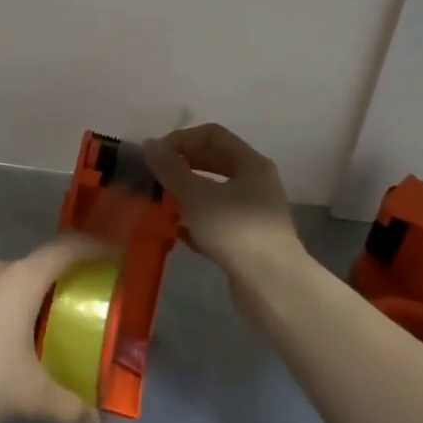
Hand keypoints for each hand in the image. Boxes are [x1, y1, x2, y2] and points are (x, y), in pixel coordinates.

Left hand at [0, 233, 111, 422]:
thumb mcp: (32, 396)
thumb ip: (69, 406)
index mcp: (21, 277)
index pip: (66, 249)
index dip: (93, 248)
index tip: (116, 254)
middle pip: (41, 264)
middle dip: (66, 279)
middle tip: (89, 300)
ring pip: (15, 281)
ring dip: (37, 297)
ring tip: (56, 325)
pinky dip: (15, 309)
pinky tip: (18, 342)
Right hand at [143, 124, 302, 280]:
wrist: (273, 287)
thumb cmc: (235, 230)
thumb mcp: (196, 194)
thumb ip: (170, 168)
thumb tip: (149, 144)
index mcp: (250, 163)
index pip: (212, 134)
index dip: (182, 139)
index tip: (156, 156)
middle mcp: (256, 183)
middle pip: (214, 162)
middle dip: (182, 166)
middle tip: (155, 177)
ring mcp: (254, 213)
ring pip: (214, 193)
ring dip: (186, 195)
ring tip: (160, 203)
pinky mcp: (248, 241)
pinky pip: (217, 221)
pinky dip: (196, 222)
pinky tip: (175, 231)